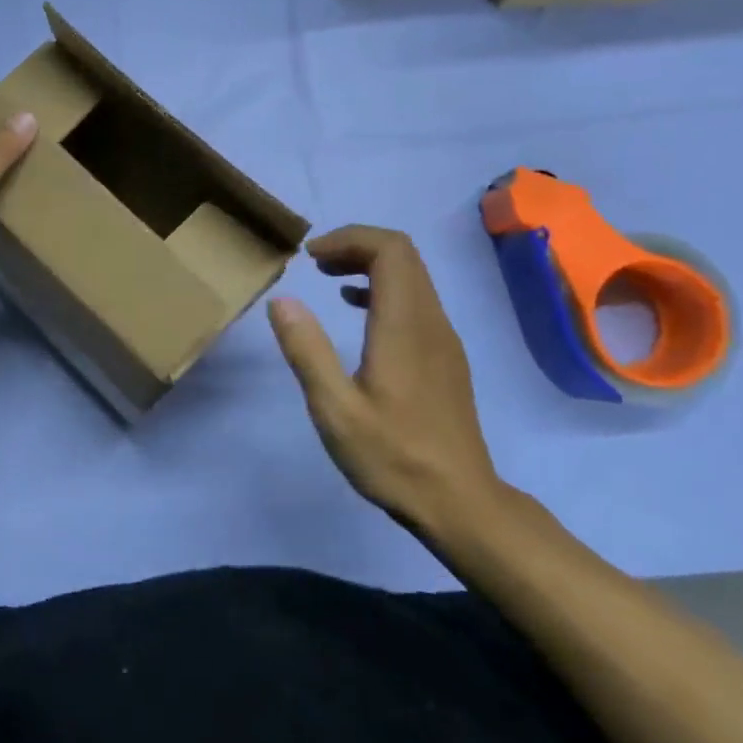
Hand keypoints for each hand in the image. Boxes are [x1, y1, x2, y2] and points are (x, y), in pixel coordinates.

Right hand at [267, 226, 502, 537]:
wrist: (461, 503)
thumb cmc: (393, 456)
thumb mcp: (335, 409)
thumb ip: (307, 350)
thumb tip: (282, 300)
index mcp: (405, 326)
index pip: (390, 250)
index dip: (349, 239)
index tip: (311, 258)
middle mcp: (431, 322)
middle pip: (403, 255)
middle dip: (357, 246)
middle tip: (316, 265)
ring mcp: (444, 339)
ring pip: (413, 276)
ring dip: (370, 265)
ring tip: (329, 282)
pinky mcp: (445, 356)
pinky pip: (417, 300)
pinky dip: (384, 290)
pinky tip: (358, 314)